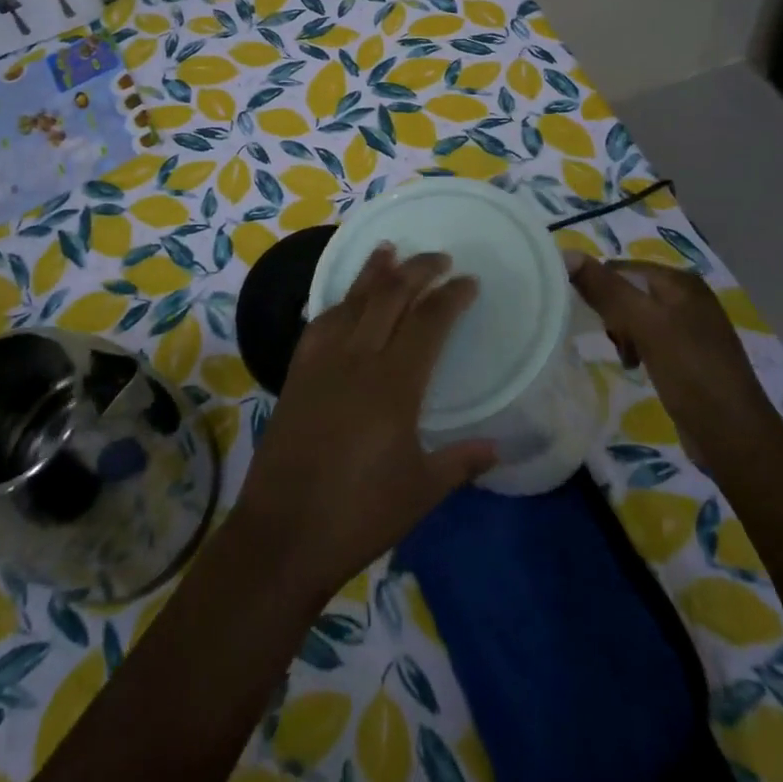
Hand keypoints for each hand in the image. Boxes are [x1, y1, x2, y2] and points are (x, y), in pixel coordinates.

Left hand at [230, 245, 496, 594]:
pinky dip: (340, 301)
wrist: (283, 531)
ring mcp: (322, 361)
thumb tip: (499, 446)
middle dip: (418, 270)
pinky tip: (346, 300)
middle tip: (439, 258)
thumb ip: (461, 461)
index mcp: (395, 384)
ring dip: (375, 272)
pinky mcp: (298, 371)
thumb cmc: (359, 514)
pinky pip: (322, 321)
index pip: (429, 321)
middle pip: (390, 297)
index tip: (469, 281)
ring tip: (390, 250)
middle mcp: (358, 358)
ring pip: (353, 300)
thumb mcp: (421, 492)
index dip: (451, 296)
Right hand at [567, 255, 780, 466]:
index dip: (598, 287)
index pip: (620, 268)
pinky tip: (638, 367)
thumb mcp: (644, 324)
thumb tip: (565, 254)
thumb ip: (606, 288)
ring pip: (637, 317)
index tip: (586, 317)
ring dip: (623, 334)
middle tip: (614, 342)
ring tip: (626, 357)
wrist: (735, 437)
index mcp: (681, 281)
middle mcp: (688, 297)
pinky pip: (651, 339)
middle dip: (613, 315)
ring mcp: (692, 327)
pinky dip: (638, 349)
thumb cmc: (689, 372)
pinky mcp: (690, 356)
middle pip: (629, 291)